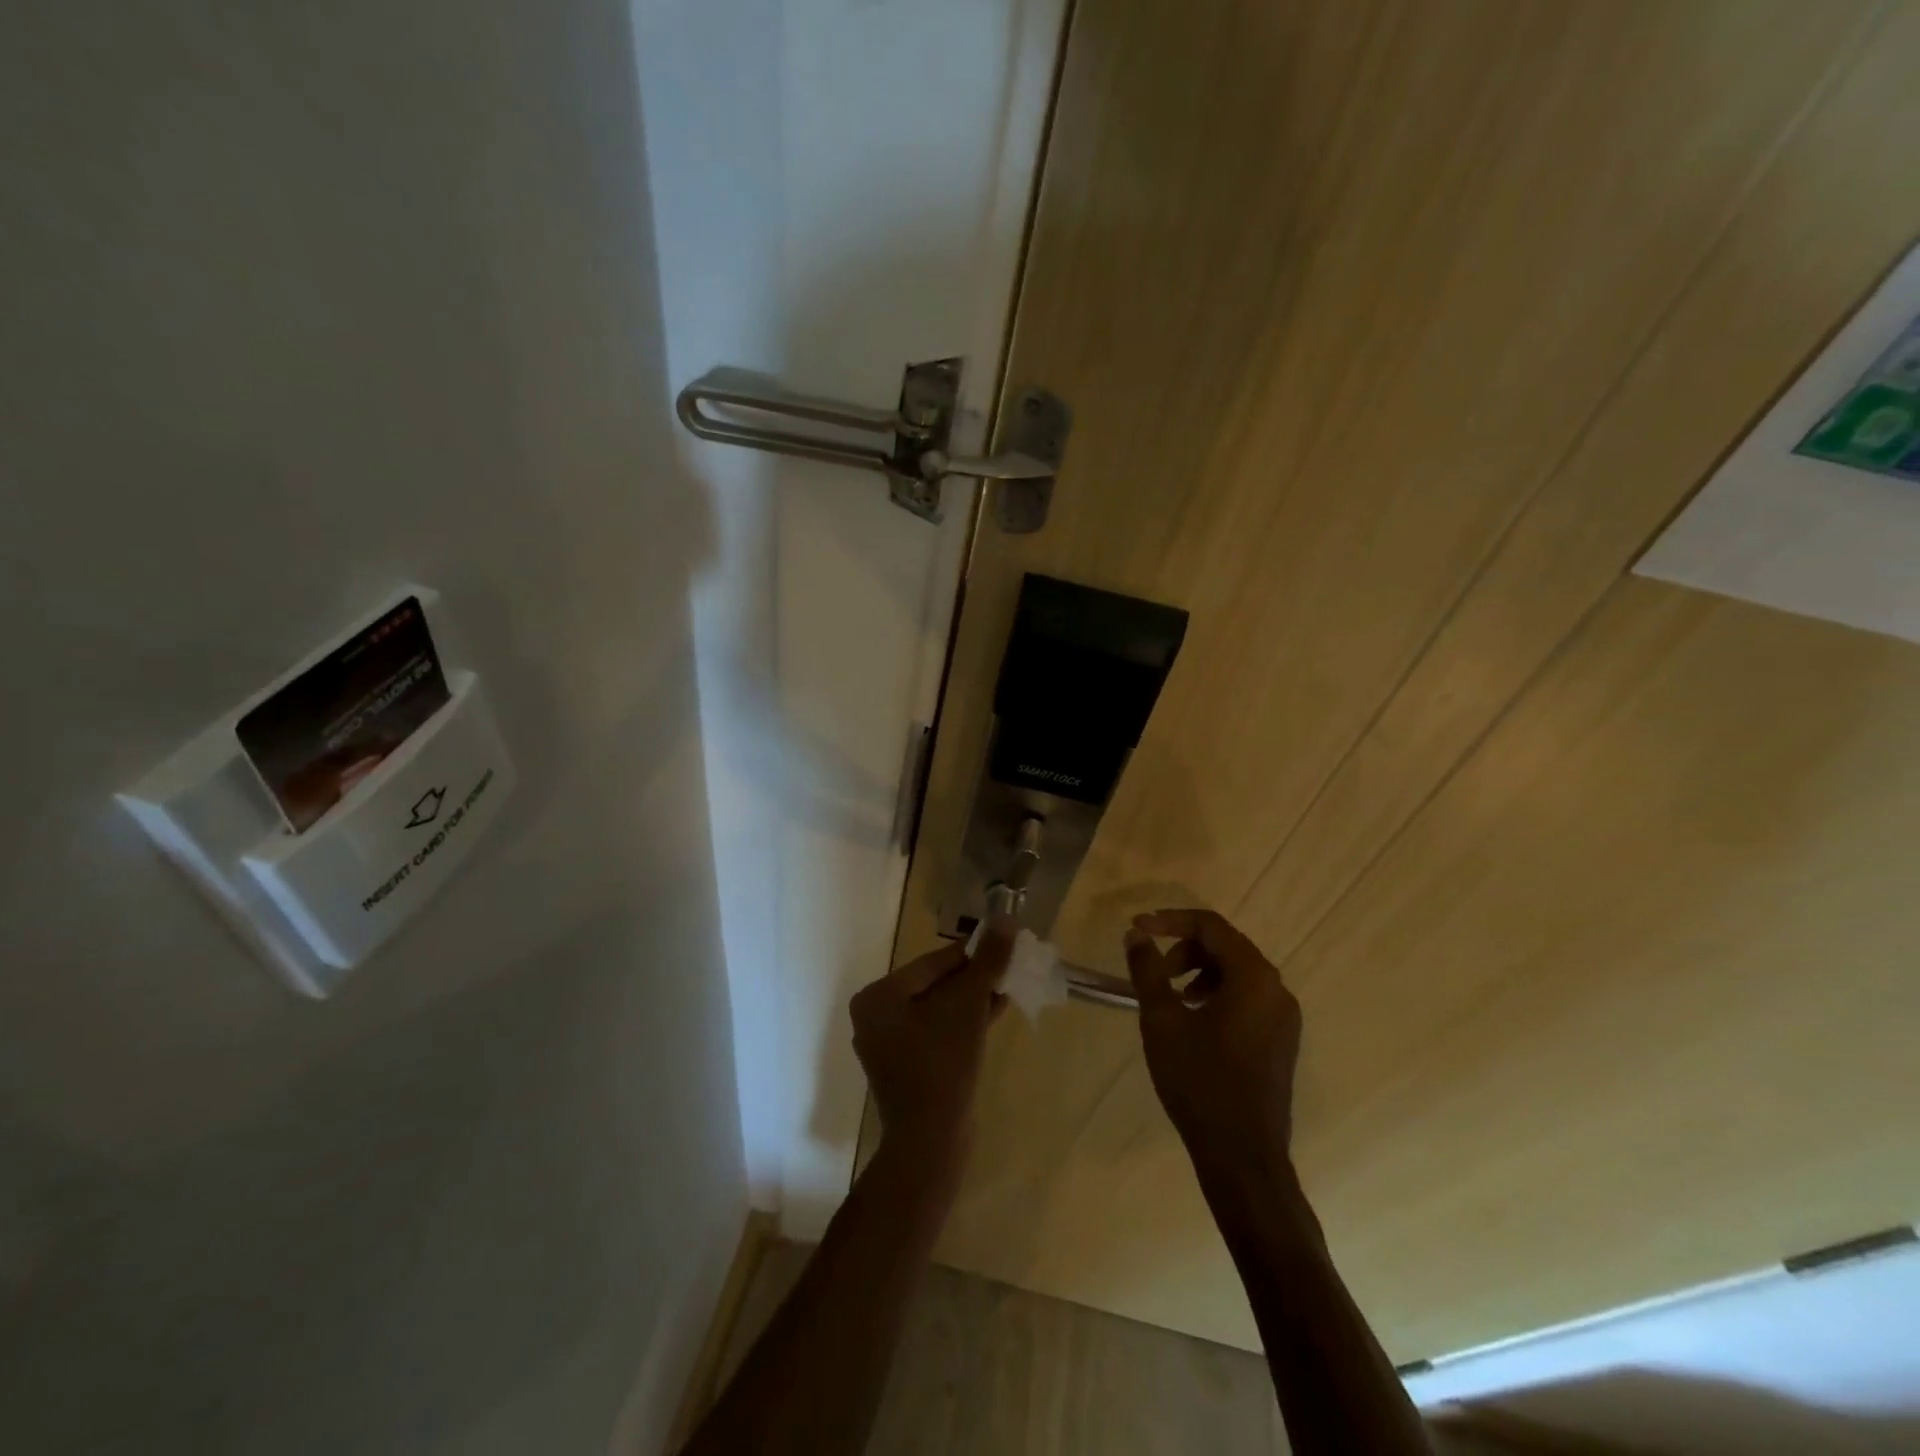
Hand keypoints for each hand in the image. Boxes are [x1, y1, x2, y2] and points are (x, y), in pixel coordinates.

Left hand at [851, 920, 1012, 1166]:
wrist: (931, 1142)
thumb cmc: (942, 1063)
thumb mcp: (968, 1005)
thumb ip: (987, 961)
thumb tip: (1006, 919)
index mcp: (878, 997)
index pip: (933, 963)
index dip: (972, 954)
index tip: (1005, 947)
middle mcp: (876, 1017)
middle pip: (935, 986)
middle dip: (974, 979)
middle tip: (1010, 969)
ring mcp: (890, 1046)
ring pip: (940, 1011)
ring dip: (973, 1000)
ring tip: (1008, 989)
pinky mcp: (908, 1069)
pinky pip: (938, 1034)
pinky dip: (964, 1024)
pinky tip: (994, 1013)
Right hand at [1124, 909, 1301, 1185]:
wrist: (1242, 1156)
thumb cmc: (1200, 1081)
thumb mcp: (1162, 1020)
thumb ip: (1148, 970)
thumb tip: (1137, 935)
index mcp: (1254, 977)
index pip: (1210, 926)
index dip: (1170, 920)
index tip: (1137, 929)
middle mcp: (1277, 989)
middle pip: (1226, 946)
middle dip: (1184, 950)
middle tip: (1154, 972)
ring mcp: (1284, 1017)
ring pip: (1237, 973)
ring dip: (1199, 973)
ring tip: (1171, 998)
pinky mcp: (1281, 1041)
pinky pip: (1247, 998)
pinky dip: (1216, 995)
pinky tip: (1193, 1021)